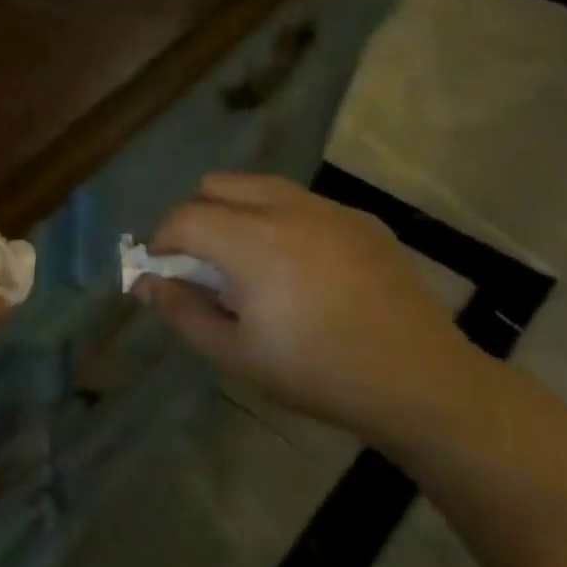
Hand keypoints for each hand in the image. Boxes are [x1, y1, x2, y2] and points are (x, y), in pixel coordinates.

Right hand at [137, 173, 484, 444]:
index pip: (183, 217)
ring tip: (249, 264)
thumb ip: (181, 310)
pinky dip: (280, 222)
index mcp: (252, 241)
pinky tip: (300, 270)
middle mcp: (288, 208)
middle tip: (203, 265)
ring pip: (260, 187)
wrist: (420, 381)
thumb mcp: (234, 352)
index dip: (161, 243)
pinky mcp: (362, 220)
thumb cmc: (315, 372)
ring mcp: (330, 209)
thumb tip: (146, 283)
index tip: (164, 275)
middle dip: (196, 218)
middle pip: (217, 185)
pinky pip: (302, 203)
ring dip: (236, 214)